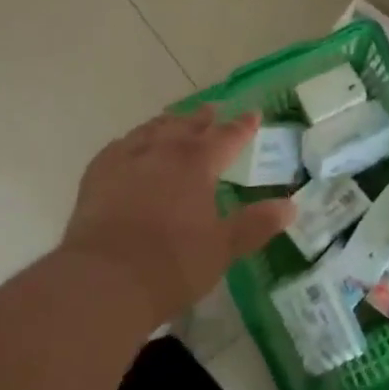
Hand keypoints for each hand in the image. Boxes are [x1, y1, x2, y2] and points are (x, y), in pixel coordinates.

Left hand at [61, 107, 294, 328]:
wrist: (104, 279)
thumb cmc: (172, 265)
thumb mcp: (223, 249)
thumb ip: (256, 224)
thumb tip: (291, 205)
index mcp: (197, 164)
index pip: (227, 137)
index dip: (242, 126)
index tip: (253, 114)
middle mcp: (163, 151)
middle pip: (187, 126)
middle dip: (204, 118)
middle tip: (213, 110)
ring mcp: (127, 159)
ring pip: (152, 130)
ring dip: (168, 123)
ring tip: (175, 121)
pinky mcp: (98, 173)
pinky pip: (120, 146)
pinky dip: (134, 141)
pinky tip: (132, 146)